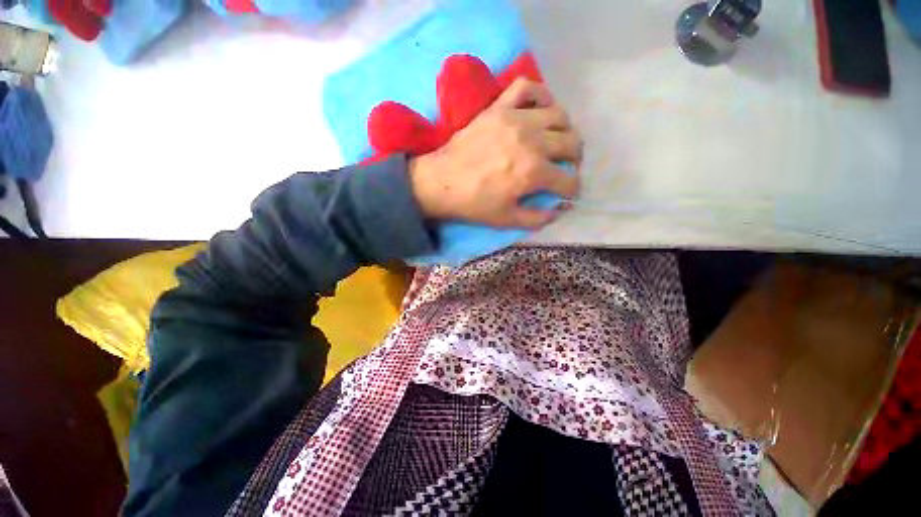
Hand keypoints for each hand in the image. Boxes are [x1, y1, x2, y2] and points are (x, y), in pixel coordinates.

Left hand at [409, 78, 581, 228]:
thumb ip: (537, 218)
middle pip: (572, 143)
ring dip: (565, 130)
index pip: (569, 180)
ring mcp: (515, 119)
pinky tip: (540, 109)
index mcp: (533, 172)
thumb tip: (559, 209)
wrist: (441, 182)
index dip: (572, 190)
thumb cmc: (473, 204)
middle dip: (575, 160)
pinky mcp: (499, 108)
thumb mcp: (506, 220)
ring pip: (559, 114)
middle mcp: (532, 141)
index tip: (566, 193)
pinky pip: (527, 87)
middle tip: (564, 167)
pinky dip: (540, 94)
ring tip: (556, 141)